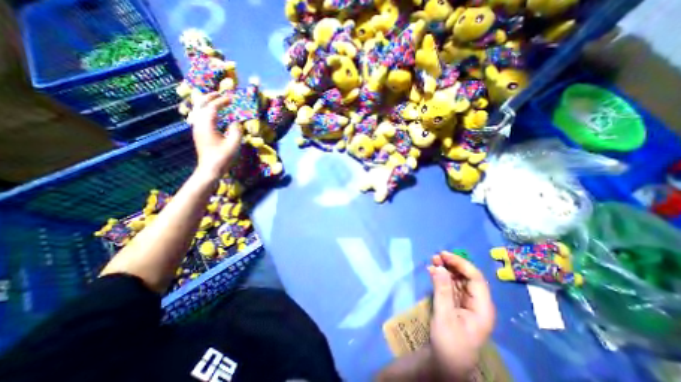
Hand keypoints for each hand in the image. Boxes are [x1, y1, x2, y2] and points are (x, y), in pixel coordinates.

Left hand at [188, 90, 245, 178]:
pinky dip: (206, 110)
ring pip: (198, 109)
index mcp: (207, 125)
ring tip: (216, 100)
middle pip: (201, 104)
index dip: (222, 101)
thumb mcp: (233, 144)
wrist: (210, 168)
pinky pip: (199, 116)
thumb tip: (235, 122)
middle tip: (221, 94)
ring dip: (207, 102)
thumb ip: (236, 130)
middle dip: (210, 97)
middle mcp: (199, 124)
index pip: (213, 107)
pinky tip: (212, 113)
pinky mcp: (198, 133)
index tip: (232, 99)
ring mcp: (197, 128)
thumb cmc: (223, 157)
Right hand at [427, 252, 491, 380]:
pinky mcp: (457, 303)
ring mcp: (467, 302)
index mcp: (482, 308)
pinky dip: (442, 277)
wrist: (445, 362)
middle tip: (436, 256)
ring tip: (433, 261)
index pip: (476, 278)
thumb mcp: (444, 316)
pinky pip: (451, 285)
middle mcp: (477, 302)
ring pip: (459, 279)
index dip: (461, 264)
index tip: (444, 255)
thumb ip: (442, 290)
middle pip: (468, 277)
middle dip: (452, 264)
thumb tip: (439, 267)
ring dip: (446, 269)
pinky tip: (433, 271)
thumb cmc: (448, 342)